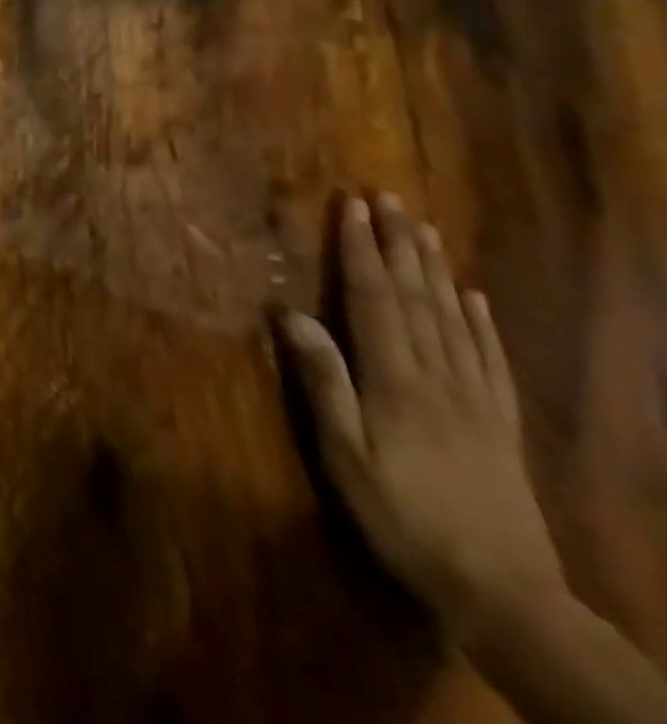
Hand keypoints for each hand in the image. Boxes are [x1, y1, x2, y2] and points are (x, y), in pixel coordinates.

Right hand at [278, 194, 567, 640]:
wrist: (504, 593)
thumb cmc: (402, 516)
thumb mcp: (345, 454)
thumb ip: (323, 381)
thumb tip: (290, 314)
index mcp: (397, 382)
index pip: (374, 300)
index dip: (361, 250)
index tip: (351, 206)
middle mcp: (440, 378)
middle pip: (417, 299)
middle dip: (400, 245)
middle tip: (390, 199)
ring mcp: (477, 400)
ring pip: (455, 320)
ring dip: (436, 270)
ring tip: (426, 230)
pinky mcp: (501, 424)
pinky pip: (491, 360)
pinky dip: (481, 322)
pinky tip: (474, 297)